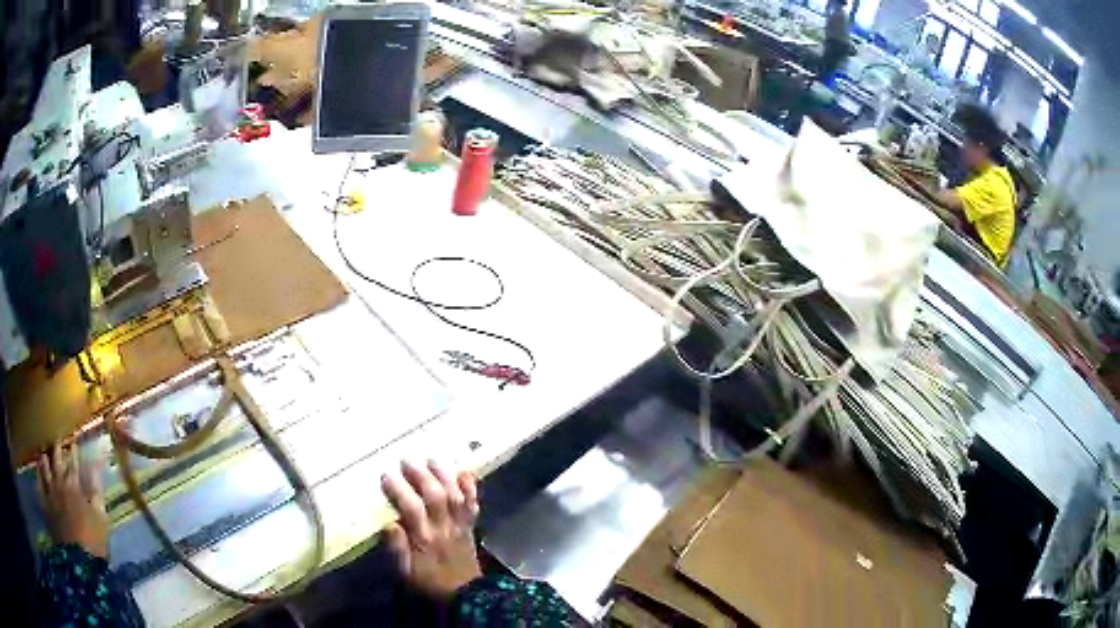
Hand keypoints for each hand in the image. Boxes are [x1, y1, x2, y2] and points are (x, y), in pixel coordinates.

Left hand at [38, 442, 108, 558]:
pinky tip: (37, 472)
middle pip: (56, 461)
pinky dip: (38, 477)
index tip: (74, 441)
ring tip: (44, 453)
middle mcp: (59, 483)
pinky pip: (39, 486)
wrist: (80, 561)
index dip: (74, 452)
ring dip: (45, 460)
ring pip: (45, 469)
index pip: (73, 463)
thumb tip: (98, 468)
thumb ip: (97, 491)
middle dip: (57, 449)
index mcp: (74, 486)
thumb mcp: (101, 518)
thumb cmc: (93, 540)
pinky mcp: (46, 505)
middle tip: (56, 438)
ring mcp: (50, 494)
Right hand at [381, 460, 481, 599]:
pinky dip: (471, 488)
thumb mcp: (406, 573)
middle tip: (406, 461)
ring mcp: (460, 526)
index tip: (386, 476)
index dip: (400, 490)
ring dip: (444, 476)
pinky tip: (465, 473)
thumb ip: (397, 549)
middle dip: (421, 476)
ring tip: (431, 460)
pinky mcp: (470, 527)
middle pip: (435, 497)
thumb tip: (388, 524)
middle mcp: (444, 529)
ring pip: (455, 496)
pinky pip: (473, 505)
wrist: (464, 595)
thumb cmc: (429, 583)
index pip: (411, 509)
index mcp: (425, 539)